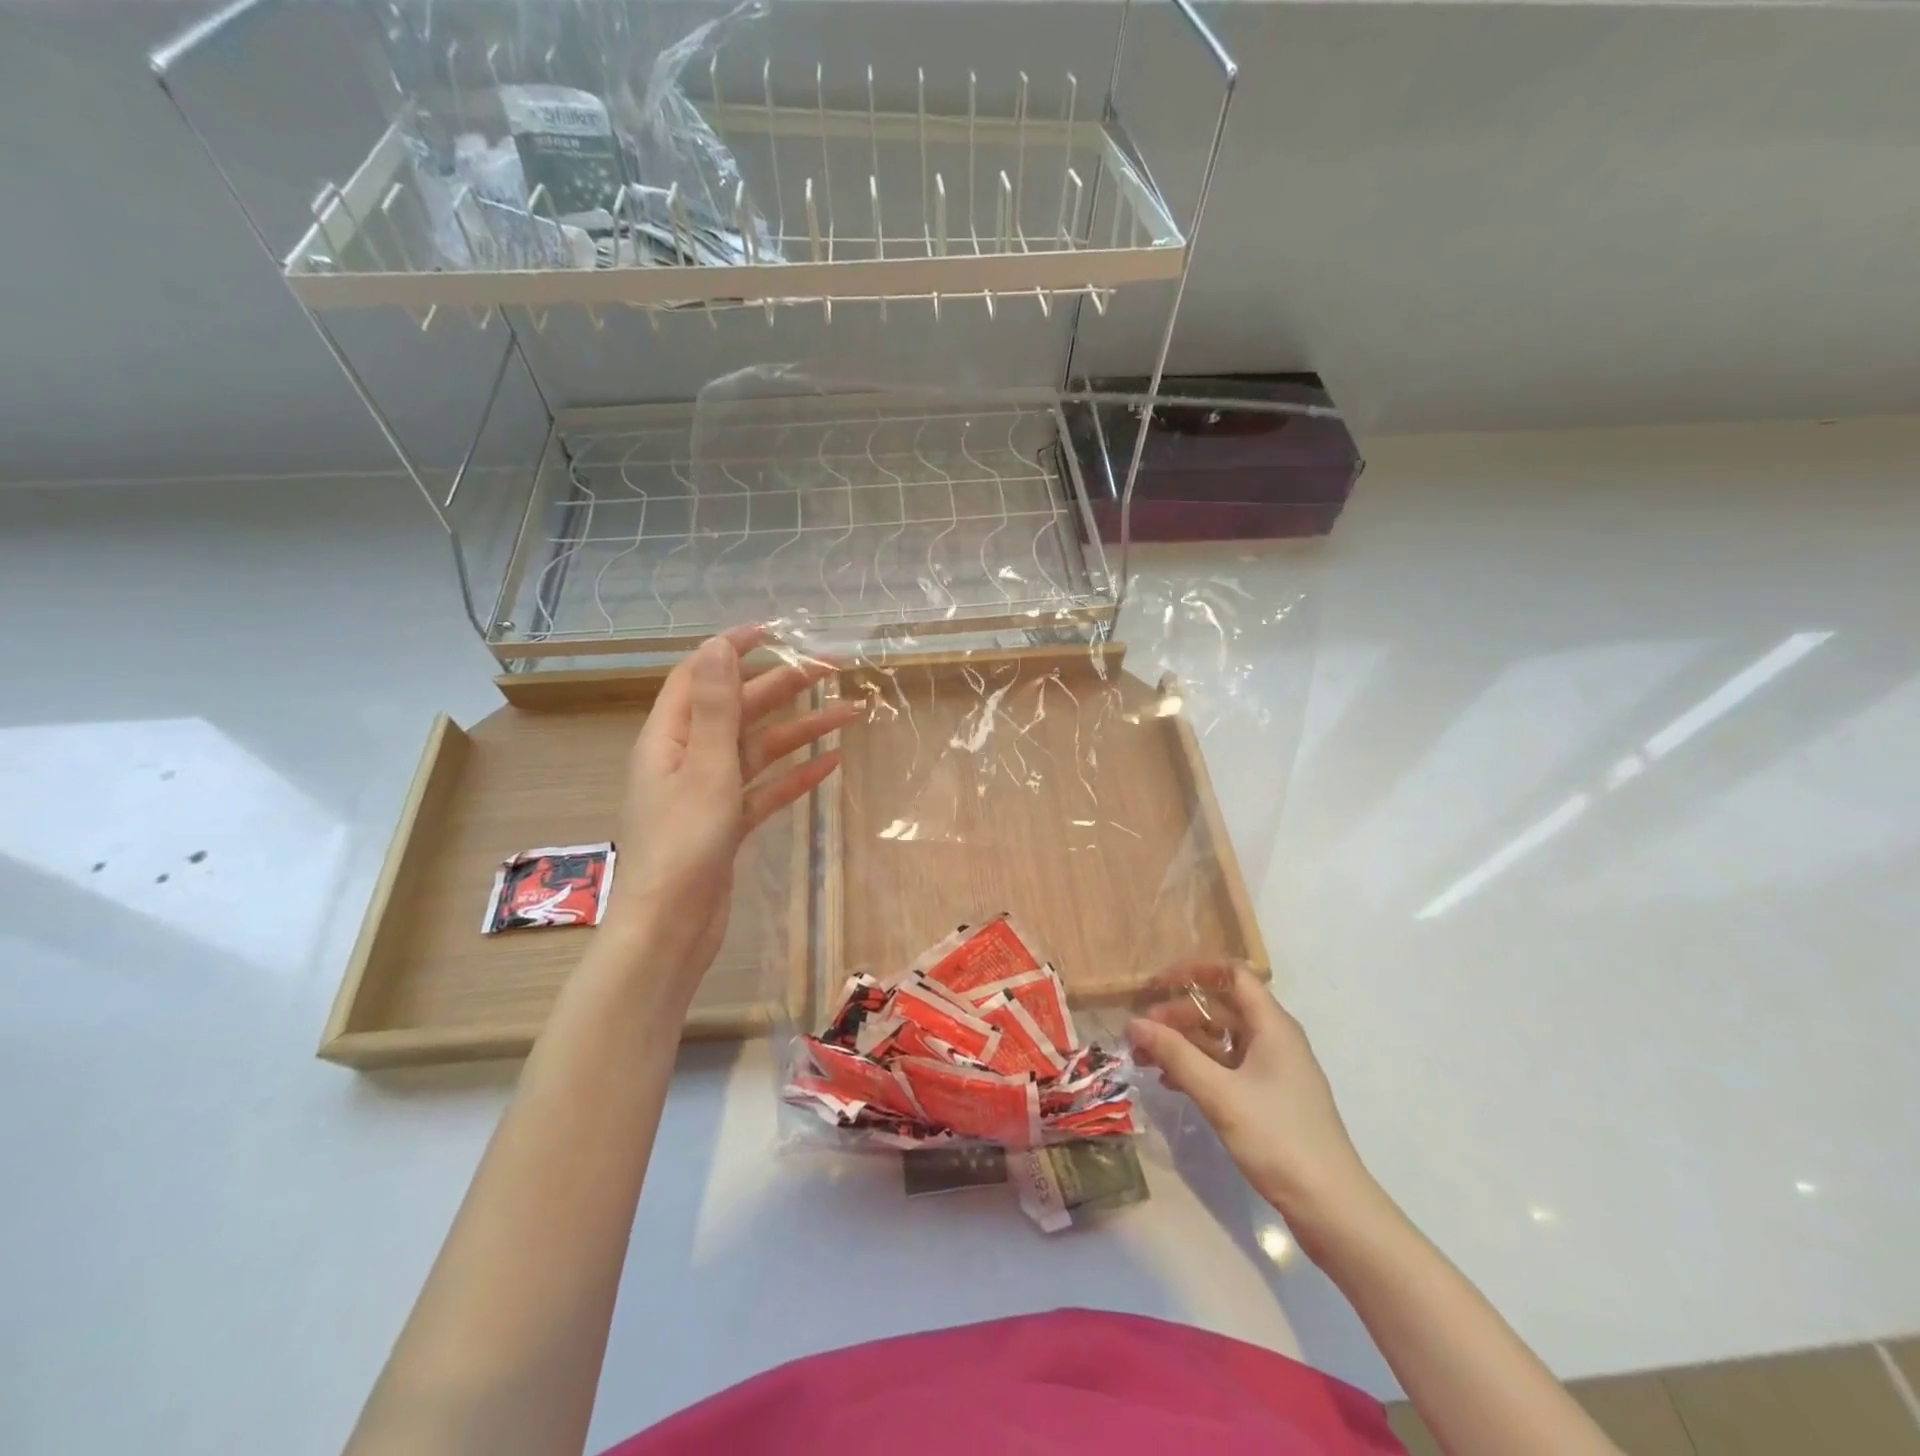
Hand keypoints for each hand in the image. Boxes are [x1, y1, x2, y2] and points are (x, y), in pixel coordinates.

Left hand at [607, 628, 855, 1006]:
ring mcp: (707, 793)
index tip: (776, 632)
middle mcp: (686, 758)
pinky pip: (765, 788)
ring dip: (801, 730)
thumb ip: (714, 707)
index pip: (700, 676)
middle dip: (783, 687)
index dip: (734, 649)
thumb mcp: (705, 768)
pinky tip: (830, 763)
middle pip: (738, 709)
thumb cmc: (683, 845)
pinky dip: (795, 775)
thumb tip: (717, 644)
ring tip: (850, 713)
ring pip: (759, 749)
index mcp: (668, 738)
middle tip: (832, 669)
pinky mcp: (726, 824)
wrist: (671, 930)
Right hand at [1128, 963, 1381, 1238]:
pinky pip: (1228, 1067)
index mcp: (1272, 1026)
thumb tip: (1134, 1023)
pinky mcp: (1270, 1099)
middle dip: (1179, 1015)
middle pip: (1221, 1008)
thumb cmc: (1278, 1138)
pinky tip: (1172, 1083)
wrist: (1332, 1208)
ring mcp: (1274, 1071)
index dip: (1194, 971)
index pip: (1232, 974)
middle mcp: (1275, 1039)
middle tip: (1142, 1033)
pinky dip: (1199, 1068)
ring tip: (1147, 1058)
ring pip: (1222, 1040)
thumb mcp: (1220, 1094)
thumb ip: (1175, 1054)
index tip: (1158, 985)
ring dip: (1184, 1043)